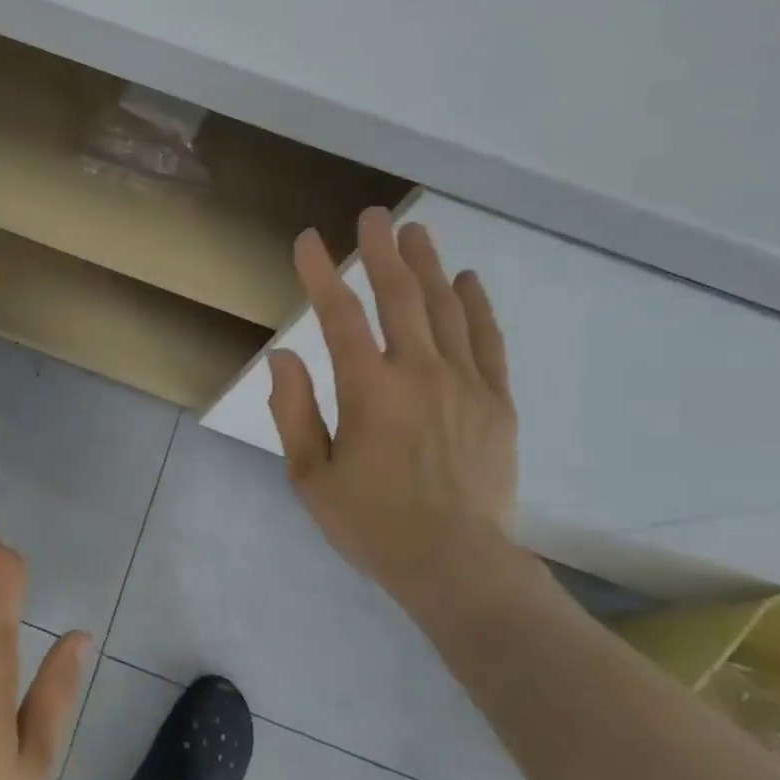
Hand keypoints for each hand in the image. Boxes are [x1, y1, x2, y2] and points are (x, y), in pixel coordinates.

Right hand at [268, 209, 519, 609]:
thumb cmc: (373, 524)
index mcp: (369, 391)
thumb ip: (294, 411)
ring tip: (415, 232)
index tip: (308, 241)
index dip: (320, 273)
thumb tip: (283, 356)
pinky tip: (467, 281)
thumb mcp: (311, 476)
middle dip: (382, 251)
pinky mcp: (497, 401)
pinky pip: (488, 341)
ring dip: (427, 265)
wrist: (457, 565)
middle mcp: (419, 373)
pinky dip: (476, 306)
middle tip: (373, 215)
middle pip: (399, 296)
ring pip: (444, 309)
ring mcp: (466, 383)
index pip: (340, 316)